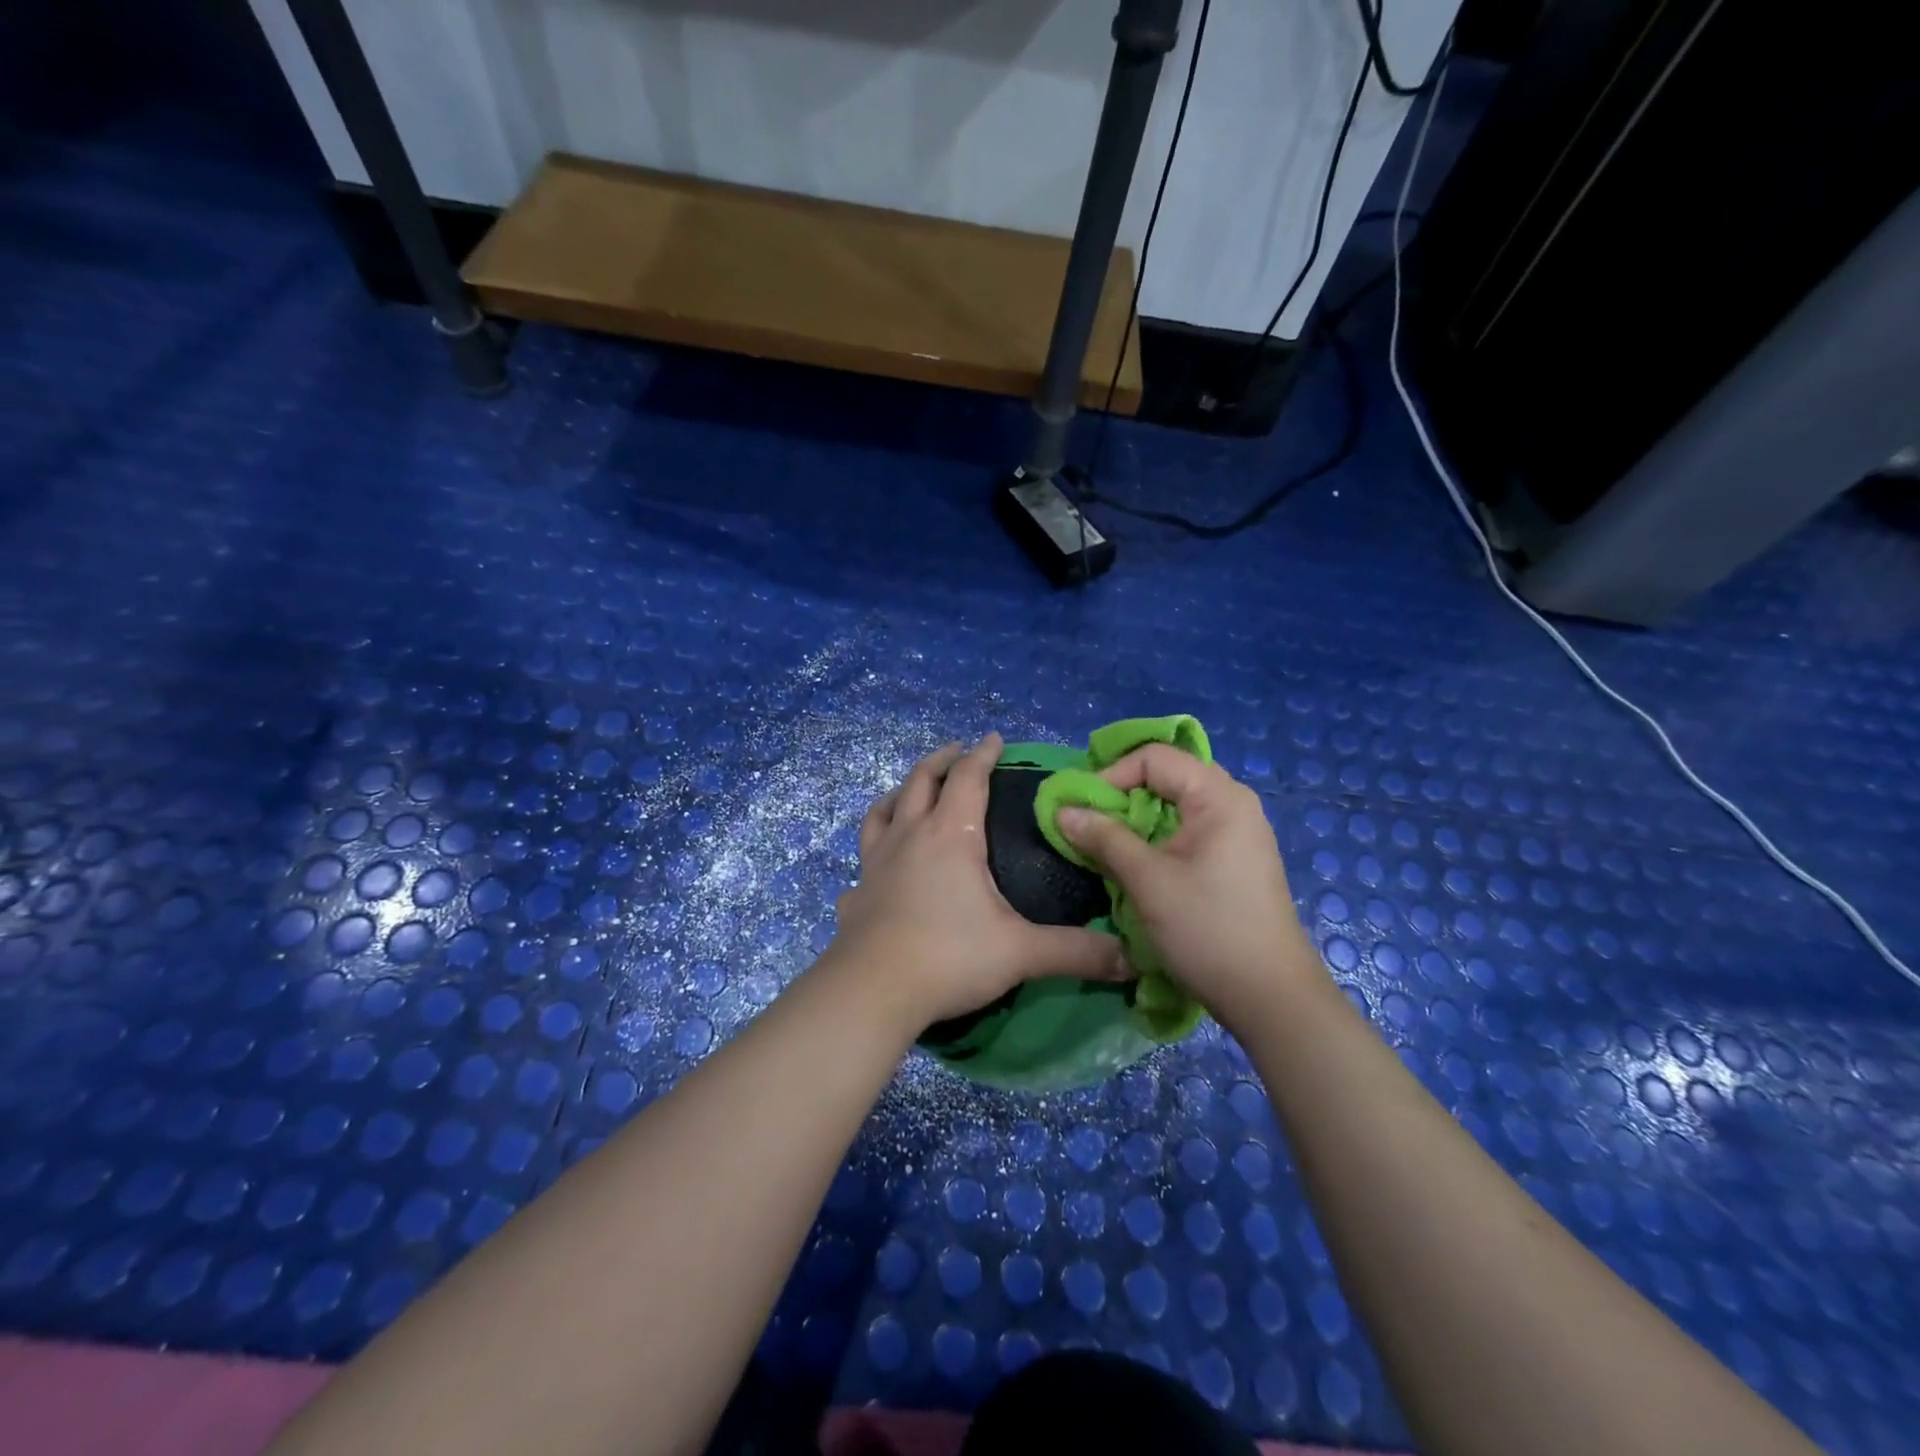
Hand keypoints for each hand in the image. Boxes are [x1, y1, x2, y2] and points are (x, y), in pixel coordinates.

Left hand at [830, 733, 1128, 1029]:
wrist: (872, 991)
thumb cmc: (949, 957)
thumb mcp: (1020, 952)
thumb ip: (1075, 951)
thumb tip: (1130, 957)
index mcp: (950, 835)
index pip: (968, 778)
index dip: (983, 755)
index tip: (994, 739)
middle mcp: (909, 836)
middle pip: (921, 780)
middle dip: (942, 760)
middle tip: (958, 752)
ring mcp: (875, 862)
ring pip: (883, 811)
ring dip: (901, 793)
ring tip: (912, 792)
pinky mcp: (856, 892)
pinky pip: (864, 859)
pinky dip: (875, 850)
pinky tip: (880, 866)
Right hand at [1055, 745, 1319, 1033]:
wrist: (1270, 998)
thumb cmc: (1208, 930)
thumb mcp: (1148, 881)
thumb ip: (1104, 838)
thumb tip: (1062, 810)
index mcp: (1219, 797)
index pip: (1154, 758)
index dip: (1111, 776)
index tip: (1081, 809)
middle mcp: (1233, 803)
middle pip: (1166, 776)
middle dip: (1122, 795)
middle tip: (1090, 823)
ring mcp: (1238, 832)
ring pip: (1175, 806)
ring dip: (1136, 820)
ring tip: (1107, 846)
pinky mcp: (1234, 860)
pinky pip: (1187, 830)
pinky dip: (1156, 838)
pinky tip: (1137, 865)